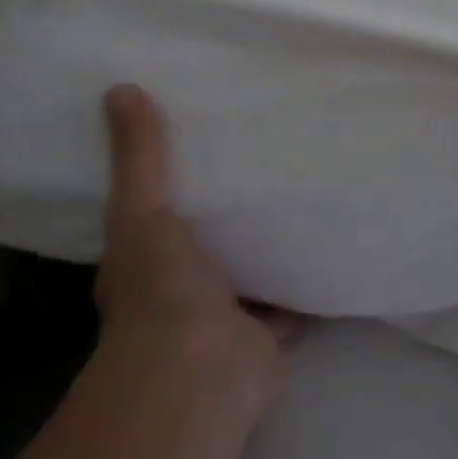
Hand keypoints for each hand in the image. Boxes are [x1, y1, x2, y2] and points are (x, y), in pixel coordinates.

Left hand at [95, 85, 295, 414]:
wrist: (201, 371)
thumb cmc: (160, 290)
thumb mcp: (142, 210)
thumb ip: (139, 156)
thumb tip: (120, 87)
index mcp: (148, 263)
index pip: (159, 217)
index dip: (177, 184)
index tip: (205, 143)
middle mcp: (185, 291)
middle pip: (214, 242)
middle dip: (235, 212)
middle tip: (269, 158)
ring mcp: (230, 315)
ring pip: (257, 270)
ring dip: (275, 244)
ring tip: (308, 190)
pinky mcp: (272, 334)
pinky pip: (296, 298)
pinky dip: (312, 278)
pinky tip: (337, 240)